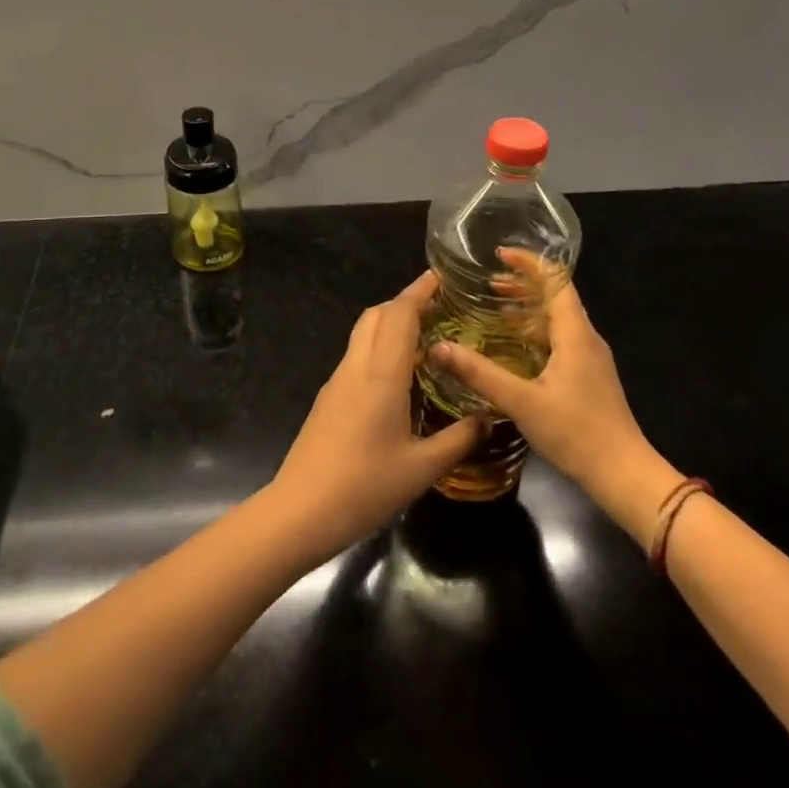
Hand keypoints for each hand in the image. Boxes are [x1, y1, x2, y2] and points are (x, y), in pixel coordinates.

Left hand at [269, 273, 484, 561]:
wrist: (301, 510)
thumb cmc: (365, 486)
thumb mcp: (423, 468)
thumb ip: (458, 439)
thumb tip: (488, 418)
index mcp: (381, 375)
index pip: (399, 315)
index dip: (419, 291)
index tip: (439, 277)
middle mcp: (356, 367)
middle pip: (376, 315)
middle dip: (404, 302)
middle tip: (437, 308)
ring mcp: (337, 381)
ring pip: (362, 334)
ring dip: (389, 324)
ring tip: (424, 338)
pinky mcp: (327, 398)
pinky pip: (356, 357)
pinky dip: (378, 348)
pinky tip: (398, 375)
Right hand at [430, 252, 683, 545]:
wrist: (623, 474)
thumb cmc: (576, 432)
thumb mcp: (521, 401)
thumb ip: (479, 374)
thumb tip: (439, 347)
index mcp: (575, 334)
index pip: (556, 281)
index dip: (529, 263)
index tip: (499, 255)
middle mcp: (586, 339)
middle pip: (556, 297)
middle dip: (524, 284)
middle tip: (488, 282)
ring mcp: (590, 359)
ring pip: (558, 320)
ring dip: (528, 309)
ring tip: (495, 308)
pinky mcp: (588, 378)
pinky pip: (559, 340)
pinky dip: (535, 332)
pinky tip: (514, 348)